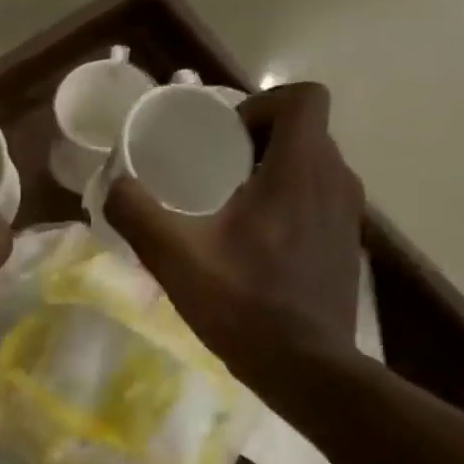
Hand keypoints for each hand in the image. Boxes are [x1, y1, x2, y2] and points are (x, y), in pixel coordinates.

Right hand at [105, 82, 364, 392]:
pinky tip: (256, 254)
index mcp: (300, 168)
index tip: (223, 139)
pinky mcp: (346, 249)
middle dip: (257, 145)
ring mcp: (348, 217)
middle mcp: (336, 180)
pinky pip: (317, 208)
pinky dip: (288, 213)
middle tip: (214, 178)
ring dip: (273, 180)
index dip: (260, 105)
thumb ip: (140, 216)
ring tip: (231, 217)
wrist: (305, 366)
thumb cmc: (242, 305)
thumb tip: (115, 185)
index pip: (300, 97)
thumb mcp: (177, 260)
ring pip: (312, 173)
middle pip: (303, 135)